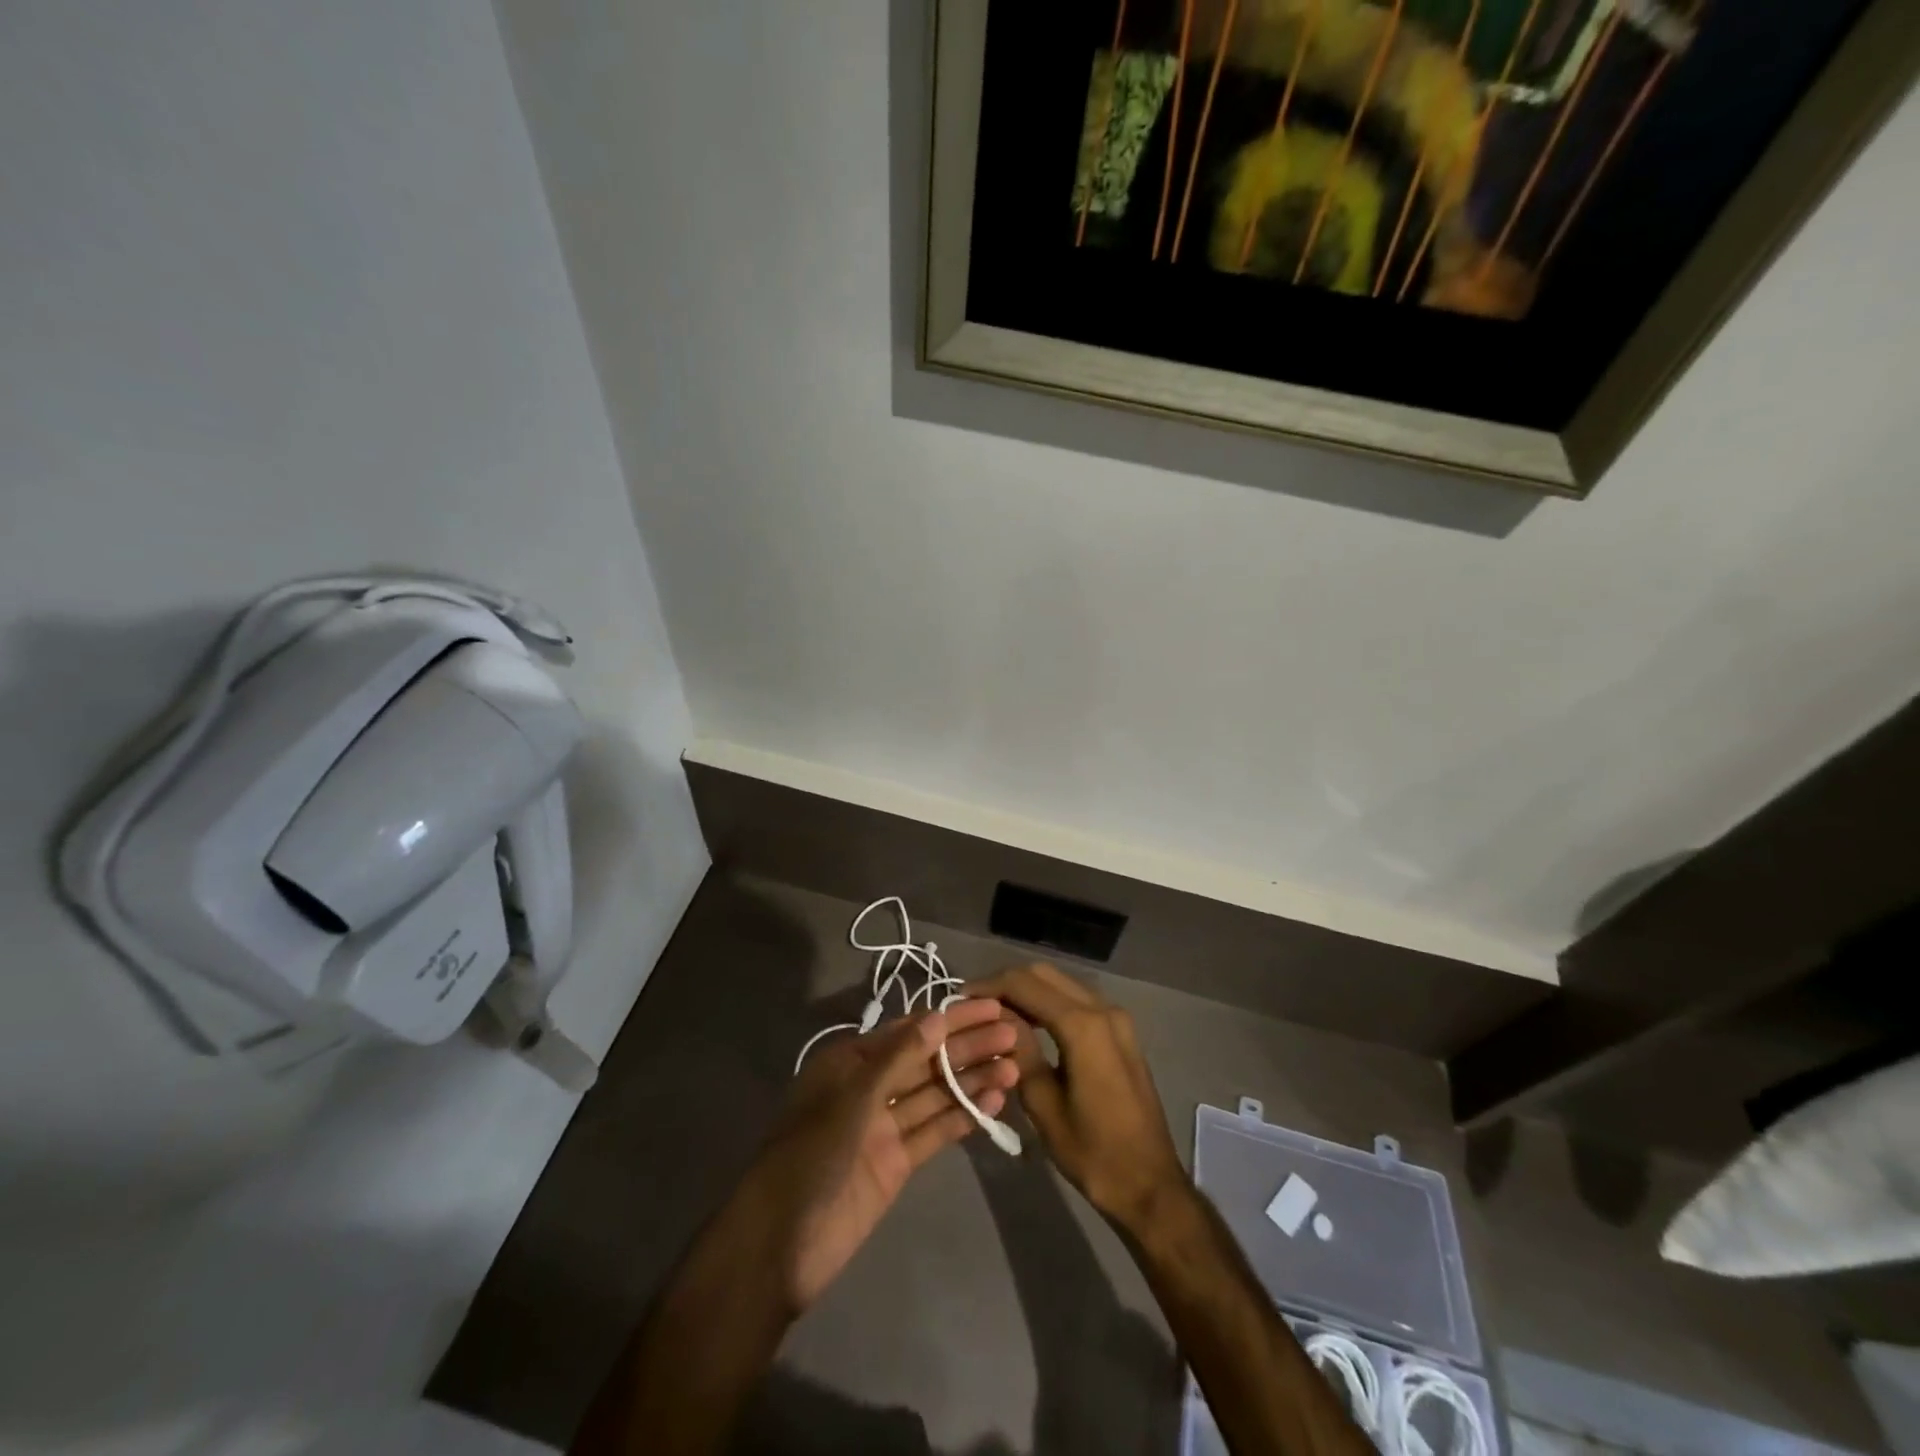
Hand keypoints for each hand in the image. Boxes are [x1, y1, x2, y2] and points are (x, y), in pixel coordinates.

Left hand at [739, 1001, 1019, 1311]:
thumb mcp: (853, 1098)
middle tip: (1015, 1034)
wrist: (780, 1244)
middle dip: (968, 1046)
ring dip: (972, 1080)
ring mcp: (883, 1126)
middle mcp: (869, 1087)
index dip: (952, 1017)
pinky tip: (995, 1102)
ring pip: (935, 1094)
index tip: (992, 1006)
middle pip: (927, 1060)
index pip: (911, 1030)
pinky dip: (962, 1116)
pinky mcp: (896, 1163)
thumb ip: (898, 1058)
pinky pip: (934, 1131)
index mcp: (852, 1061)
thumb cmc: (810, 1155)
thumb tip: (939, 1016)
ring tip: (1015, 1067)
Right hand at [968, 964, 1186, 1233]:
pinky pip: (1078, 999)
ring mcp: (1116, 1018)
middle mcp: (1103, 1009)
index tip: (960, 999)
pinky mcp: (1121, 1031)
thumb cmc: (1093, 1152)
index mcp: (1083, 1026)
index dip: (989, 986)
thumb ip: (1018, 1051)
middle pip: (1044, 975)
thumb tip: (995, 1017)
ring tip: (996, 1015)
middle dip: (1007, 984)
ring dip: (1028, 990)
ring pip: (1062, 983)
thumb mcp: (1043, 1104)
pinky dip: (1049, 1002)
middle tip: (976, 1006)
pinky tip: (1028, 1024)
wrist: (1150, 1184)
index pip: (1025, 984)